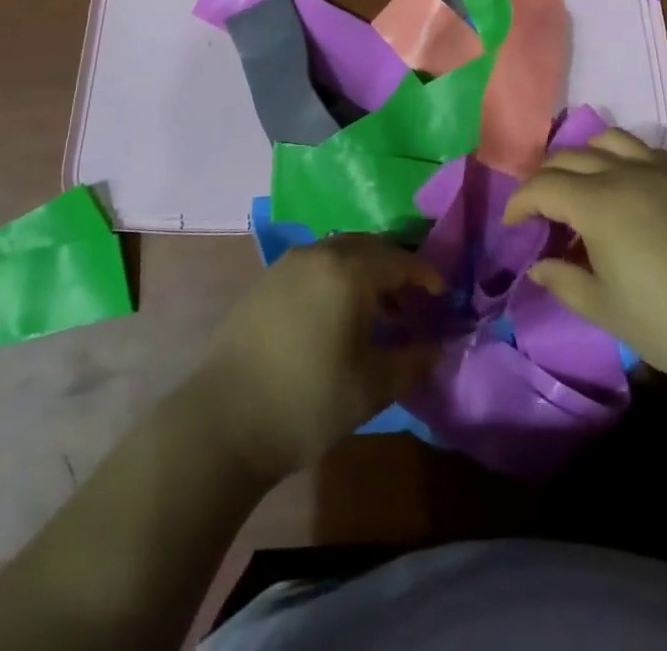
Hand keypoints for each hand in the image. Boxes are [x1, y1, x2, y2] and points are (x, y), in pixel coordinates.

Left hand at [190, 235, 444, 482]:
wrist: (224, 420)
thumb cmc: (308, 402)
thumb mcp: (372, 387)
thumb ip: (413, 362)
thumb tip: (439, 349)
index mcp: (348, 271)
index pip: (399, 260)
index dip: (425, 275)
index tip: (442, 294)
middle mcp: (319, 254)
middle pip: (369, 247)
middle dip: (395, 268)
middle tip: (413, 300)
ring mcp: (287, 264)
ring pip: (339, 252)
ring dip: (364, 271)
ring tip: (376, 310)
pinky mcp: (265, 280)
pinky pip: (314, 265)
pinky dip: (335, 277)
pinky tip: (336, 314)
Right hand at [503, 130, 666, 387]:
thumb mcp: (606, 309)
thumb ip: (564, 281)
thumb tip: (537, 266)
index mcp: (597, 204)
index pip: (542, 187)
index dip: (519, 203)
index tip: (512, 225)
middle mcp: (622, 175)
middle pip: (568, 157)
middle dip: (543, 178)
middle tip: (538, 210)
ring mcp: (656, 172)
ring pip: (605, 140)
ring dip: (580, 156)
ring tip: (576, 185)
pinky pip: (640, 150)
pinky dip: (617, 157)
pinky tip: (621, 186)